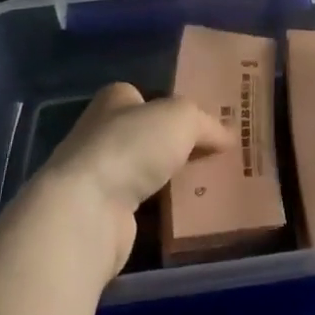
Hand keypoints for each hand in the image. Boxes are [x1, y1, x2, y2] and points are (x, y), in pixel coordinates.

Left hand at [28, 82, 230, 278]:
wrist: (87, 211)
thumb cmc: (132, 146)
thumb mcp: (182, 117)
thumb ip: (206, 124)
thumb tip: (227, 138)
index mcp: (114, 101)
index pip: (145, 97)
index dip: (172, 106)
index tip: (202, 122)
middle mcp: (101, 134)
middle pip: (148, 137)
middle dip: (177, 147)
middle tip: (216, 156)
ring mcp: (100, 177)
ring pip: (147, 175)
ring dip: (172, 183)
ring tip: (212, 188)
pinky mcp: (103, 217)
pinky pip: (144, 210)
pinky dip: (164, 214)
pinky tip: (191, 218)